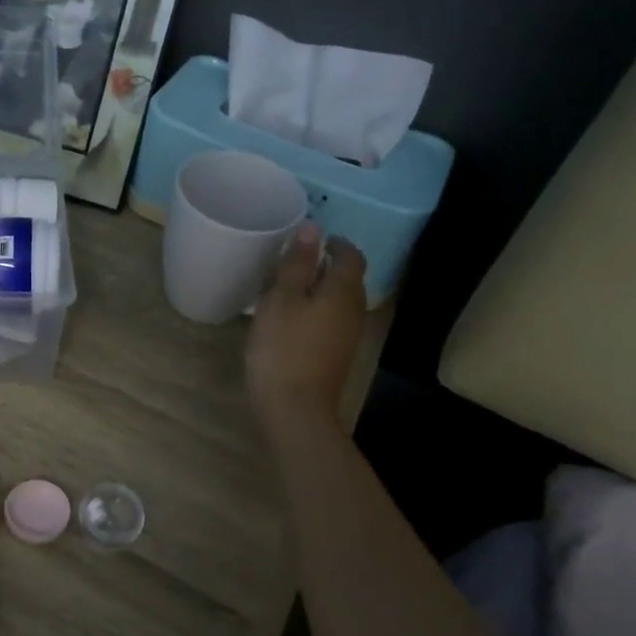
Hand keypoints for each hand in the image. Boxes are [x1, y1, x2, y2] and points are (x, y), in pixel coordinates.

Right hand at [246, 223, 368, 436]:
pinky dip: (317, 311)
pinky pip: (331, 321)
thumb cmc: (283, 348)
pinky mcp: (336, 356)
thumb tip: (313, 227)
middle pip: (349, 278)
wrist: (295, 409)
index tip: (310, 239)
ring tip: (289, 287)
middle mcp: (354, 310)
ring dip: (321, 289)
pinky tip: (292, 319)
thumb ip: (297, 263)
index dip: (335, 243)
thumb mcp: (281, 299)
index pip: (351, 255)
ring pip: (339, 301)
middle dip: (327, 265)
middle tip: (295, 260)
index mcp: (343, 291)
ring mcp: (348, 336)